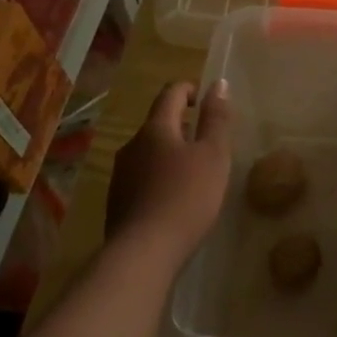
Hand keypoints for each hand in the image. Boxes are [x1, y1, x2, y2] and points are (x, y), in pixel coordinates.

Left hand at [105, 80, 231, 263]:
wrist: (143, 253)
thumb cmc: (186, 197)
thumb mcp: (214, 155)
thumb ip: (217, 118)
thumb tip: (219, 83)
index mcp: (156, 129)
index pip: (170, 94)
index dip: (190, 90)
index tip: (207, 100)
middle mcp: (132, 145)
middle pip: (158, 123)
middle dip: (182, 126)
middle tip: (208, 142)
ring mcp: (121, 175)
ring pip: (149, 152)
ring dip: (171, 153)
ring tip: (195, 173)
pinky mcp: (117, 201)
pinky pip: (142, 177)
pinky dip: (160, 178)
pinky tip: (175, 200)